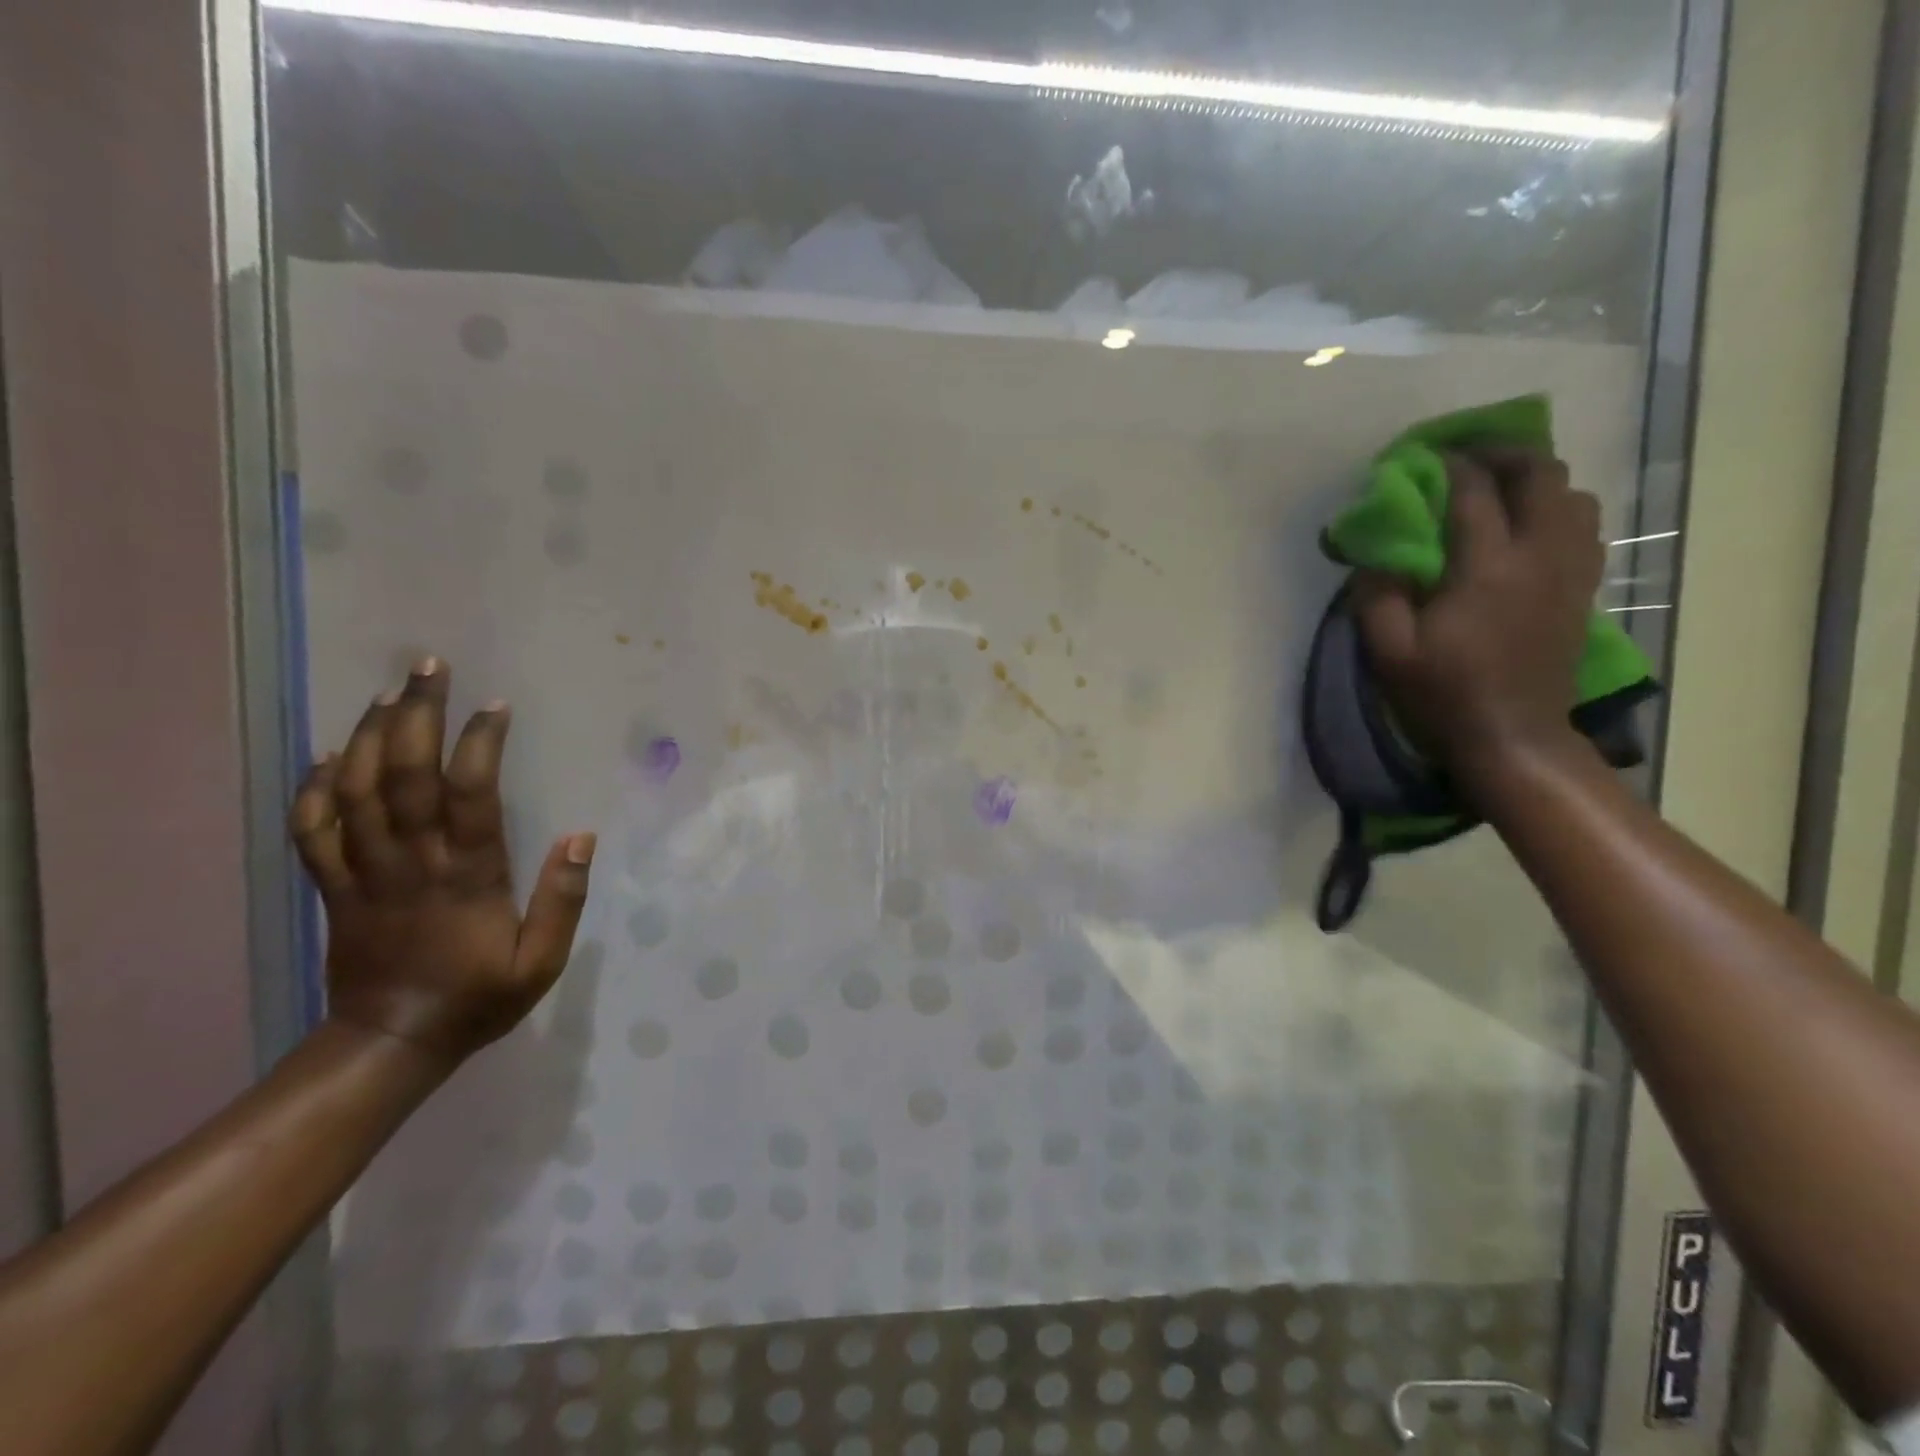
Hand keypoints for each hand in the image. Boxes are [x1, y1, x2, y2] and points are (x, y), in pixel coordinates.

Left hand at [288, 658, 594, 1062]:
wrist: (391, 1043)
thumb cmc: (478, 998)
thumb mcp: (542, 962)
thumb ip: (563, 900)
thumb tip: (581, 837)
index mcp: (466, 876)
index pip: (469, 795)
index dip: (479, 744)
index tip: (495, 706)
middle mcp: (410, 863)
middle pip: (404, 776)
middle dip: (415, 715)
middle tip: (427, 667)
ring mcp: (364, 873)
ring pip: (355, 792)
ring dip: (367, 736)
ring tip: (385, 693)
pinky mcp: (333, 889)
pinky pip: (313, 831)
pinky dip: (315, 789)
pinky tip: (327, 755)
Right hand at [1353, 448, 1605, 782]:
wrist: (1512, 736)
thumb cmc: (1443, 693)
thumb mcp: (1389, 651)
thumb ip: (1378, 596)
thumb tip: (1378, 557)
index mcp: (1487, 568)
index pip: (1475, 494)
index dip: (1450, 466)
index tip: (1426, 456)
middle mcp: (1539, 555)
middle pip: (1541, 476)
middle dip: (1505, 455)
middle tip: (1470, 458)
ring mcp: (1569, 571)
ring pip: (1573, 496)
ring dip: (1538, 481)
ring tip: (1503, 489)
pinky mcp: (1581, 590)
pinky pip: (1585, 528)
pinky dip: (1559, 511)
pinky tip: (1531, 526)